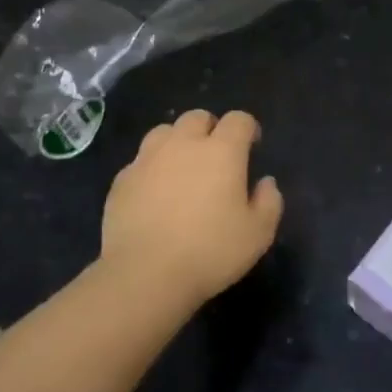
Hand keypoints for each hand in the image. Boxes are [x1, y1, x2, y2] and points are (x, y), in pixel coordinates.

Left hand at [100, 109, 283, 310]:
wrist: (145, 274)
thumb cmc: (210, 252)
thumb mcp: (258, 234)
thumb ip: (269, 202)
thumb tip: (265, 182)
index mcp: (222, 152)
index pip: (239, 120)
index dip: (248, 128)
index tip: (252, 146)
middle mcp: (183, 145)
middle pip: (198, 117)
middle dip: (210, 129)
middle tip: (216, 155)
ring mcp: (147, 159)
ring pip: (164, 132)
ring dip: (177, 142)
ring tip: (182, 168)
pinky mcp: (122, 180)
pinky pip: (140, 161)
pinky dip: (152, 169)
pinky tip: (155, 194)